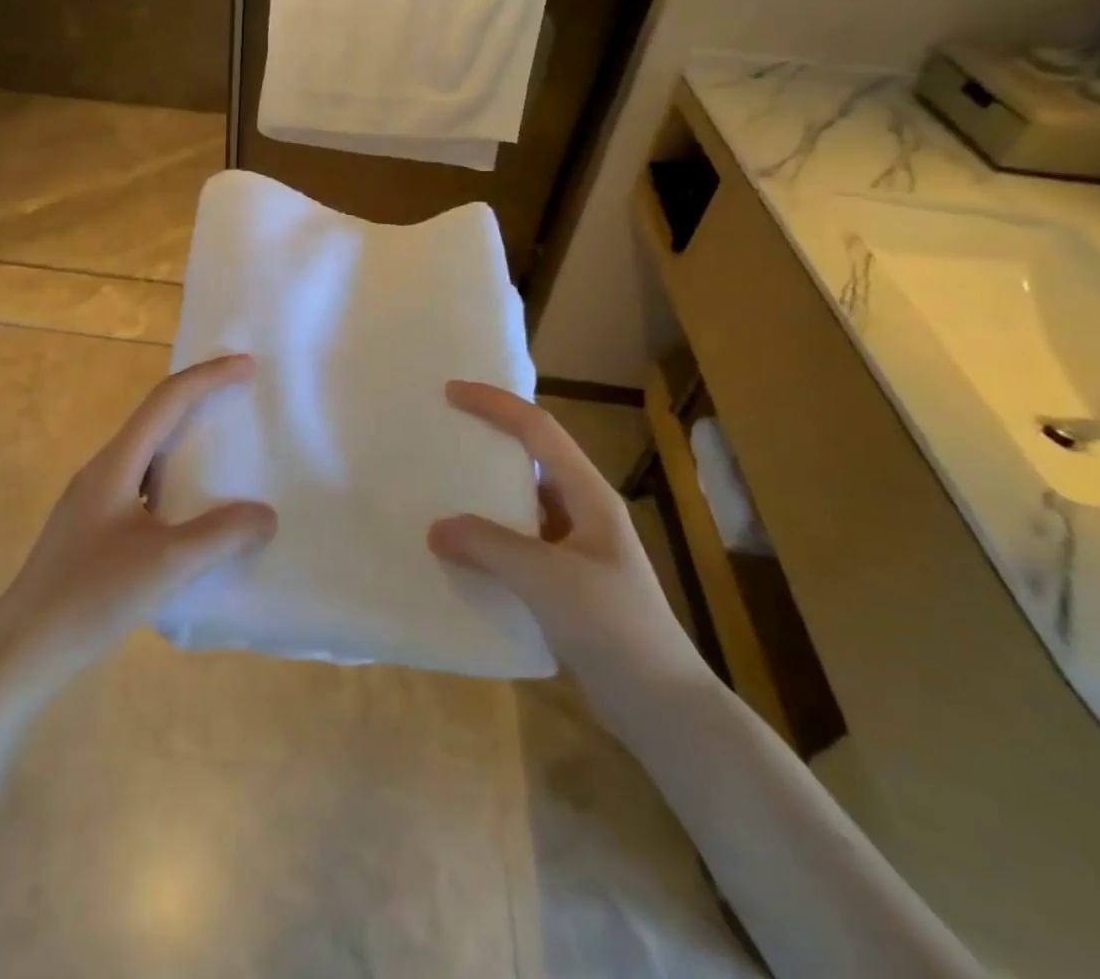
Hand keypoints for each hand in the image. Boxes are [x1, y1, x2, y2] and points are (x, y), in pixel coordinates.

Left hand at [0, 354, 275, 689]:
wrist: (23, 651)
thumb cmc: (91, 596)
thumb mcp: (167, 565)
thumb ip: (221, 535)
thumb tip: (266, 515)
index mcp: (115, 463)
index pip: (166, 400)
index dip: (208, 377)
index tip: (248, 366)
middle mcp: (103, 471)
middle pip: (156, 419)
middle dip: (199, 401)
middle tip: (241, 399)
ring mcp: (95, 502)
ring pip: (149, 456)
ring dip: (187, 444)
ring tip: (227, 452)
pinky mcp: (95, 531)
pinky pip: (145, 488)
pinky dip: (177, 483)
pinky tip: (194, 513)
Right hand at [429, 381, 708, 736]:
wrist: (663, 707)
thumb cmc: (612, 626)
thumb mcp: (546, 578)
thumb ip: (488, 545)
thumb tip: (436, 528)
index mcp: (589, 496)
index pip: (538, 430)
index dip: (495, 404)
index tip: (451, 392)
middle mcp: (584, 512)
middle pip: (531, 459)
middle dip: (489, 441)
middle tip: (444, 434)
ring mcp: (577, 549)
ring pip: (523, 504)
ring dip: (486, 495)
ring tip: (441, 489)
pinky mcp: (567, 583)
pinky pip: (520, 544)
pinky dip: (489, 539)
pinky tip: (462, 552)